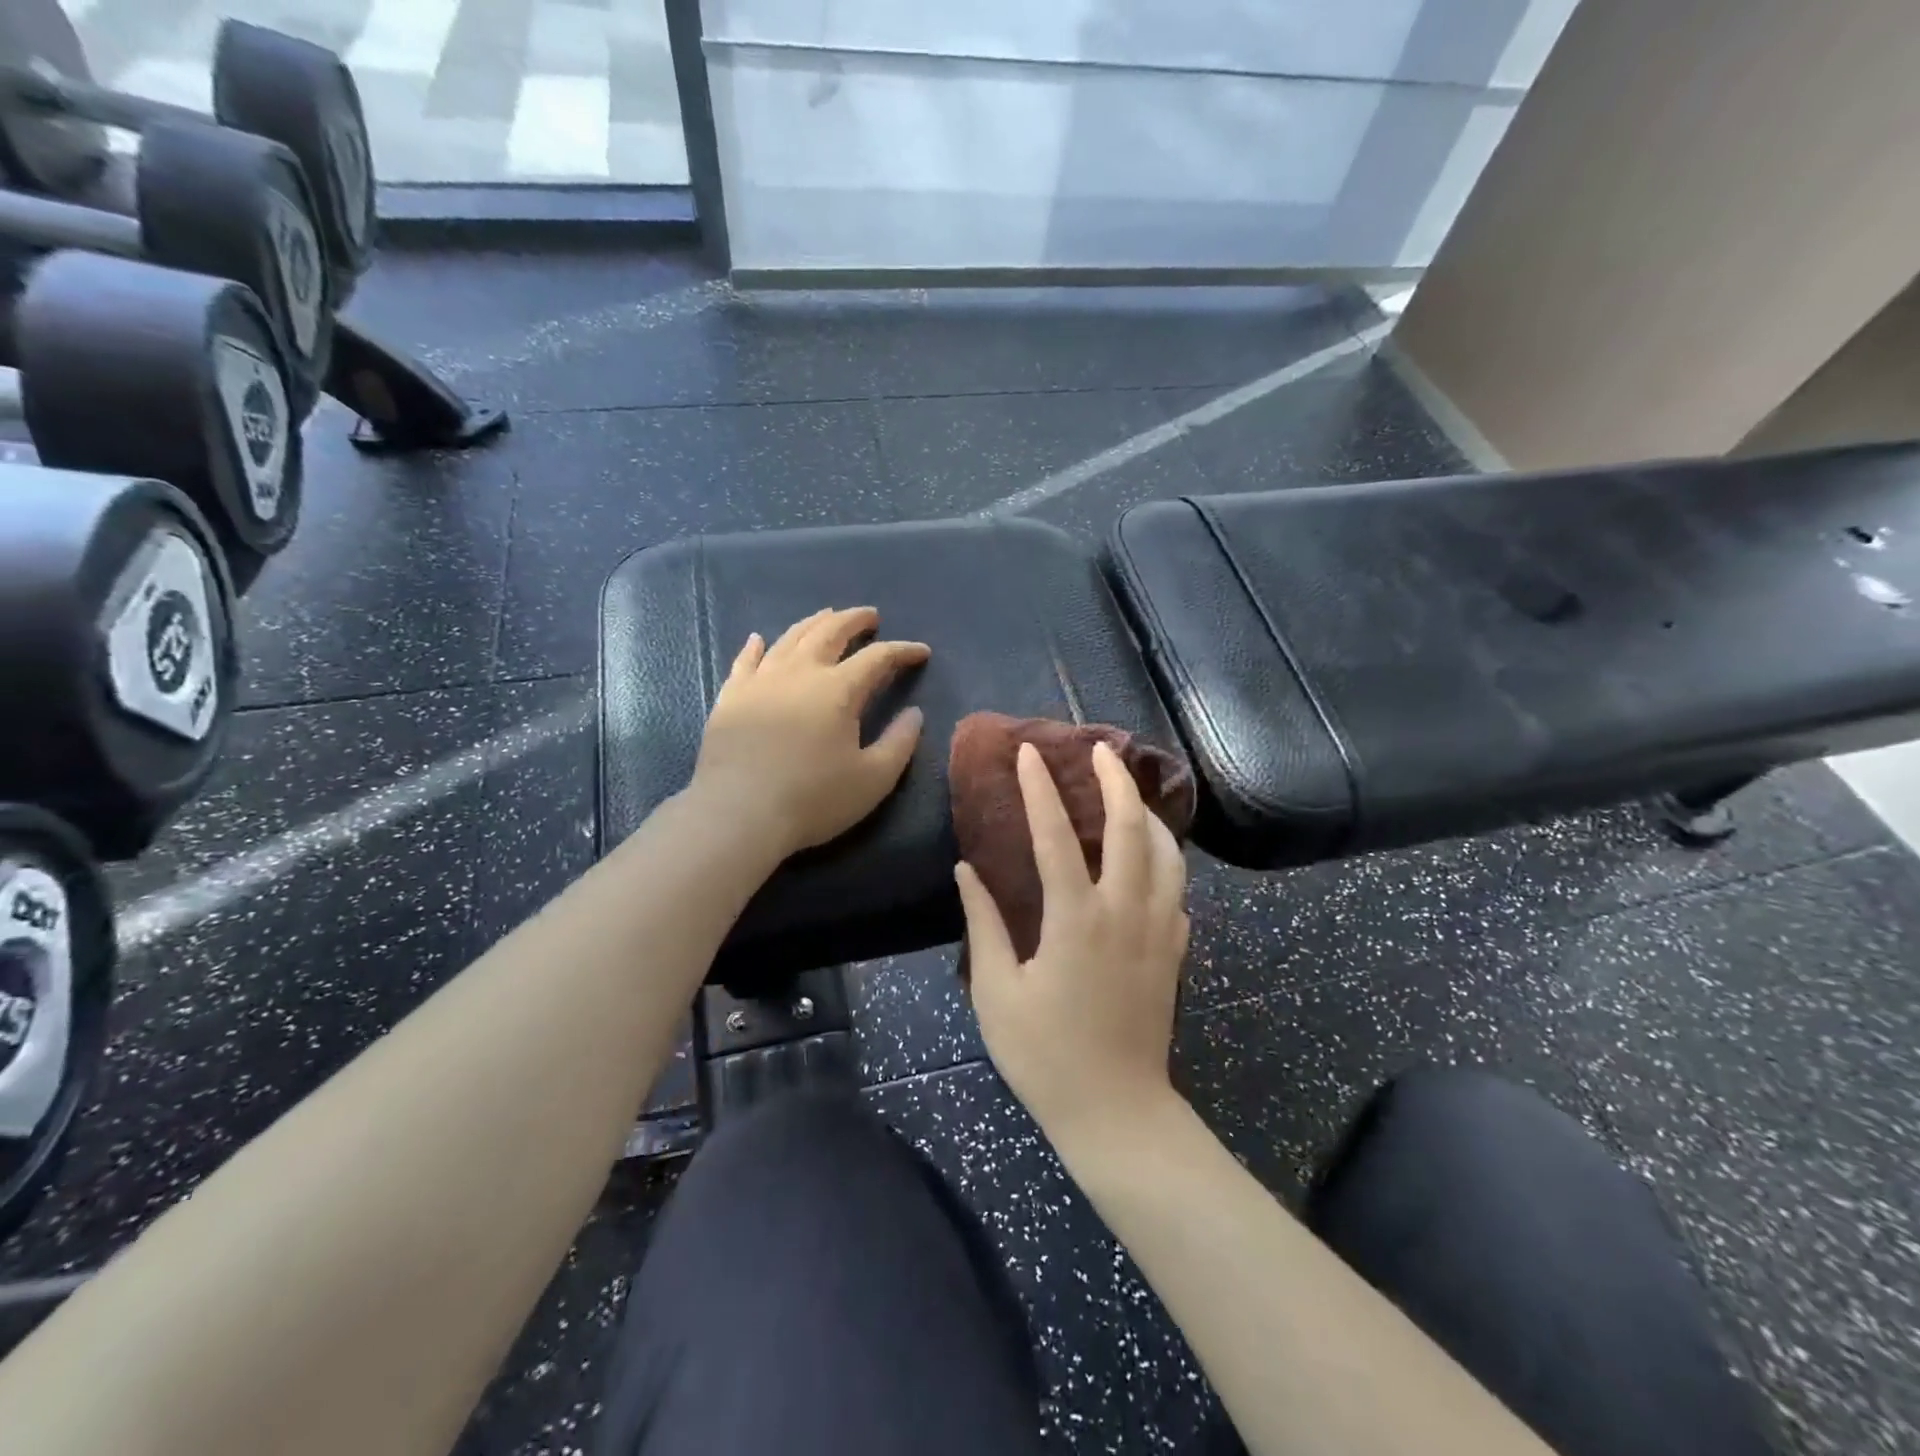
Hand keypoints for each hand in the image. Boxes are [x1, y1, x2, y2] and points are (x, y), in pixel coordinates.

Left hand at [692, 607, 929, 858]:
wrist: (739, 814)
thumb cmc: (813, 798)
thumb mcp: (873, 779)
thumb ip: (899, 742)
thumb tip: (915, 713)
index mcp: (838, 689)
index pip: (878, 658)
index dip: (902, 651)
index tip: (920, 653)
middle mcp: (800, 672)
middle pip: (830, 632)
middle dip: (854, 621)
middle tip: (870, 616)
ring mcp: (760, 681)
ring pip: (790, 638)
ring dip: (813, 623)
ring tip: (826, 616)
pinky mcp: (731, 697)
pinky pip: (745, 661)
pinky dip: (756, 646)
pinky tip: (759, 638)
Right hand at [958, 741, 1190, 1145]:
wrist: (1116, 1112)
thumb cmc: (1045, 1055)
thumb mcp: (996, 991)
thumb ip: (984, 923)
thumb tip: (967, 869)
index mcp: (1075, 920)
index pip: (1055, 836)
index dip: (1040, 789)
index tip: (1029, 753)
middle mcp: (1125, 912)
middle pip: (1130, 828)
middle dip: (1115, 781)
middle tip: (1099, 750)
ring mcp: (1159, 929)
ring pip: (1166, 852)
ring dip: (1148, 813)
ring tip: (1128, 792)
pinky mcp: (1175, 950)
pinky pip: (1177, 886)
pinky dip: (1164, 856)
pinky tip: (1149, 853)